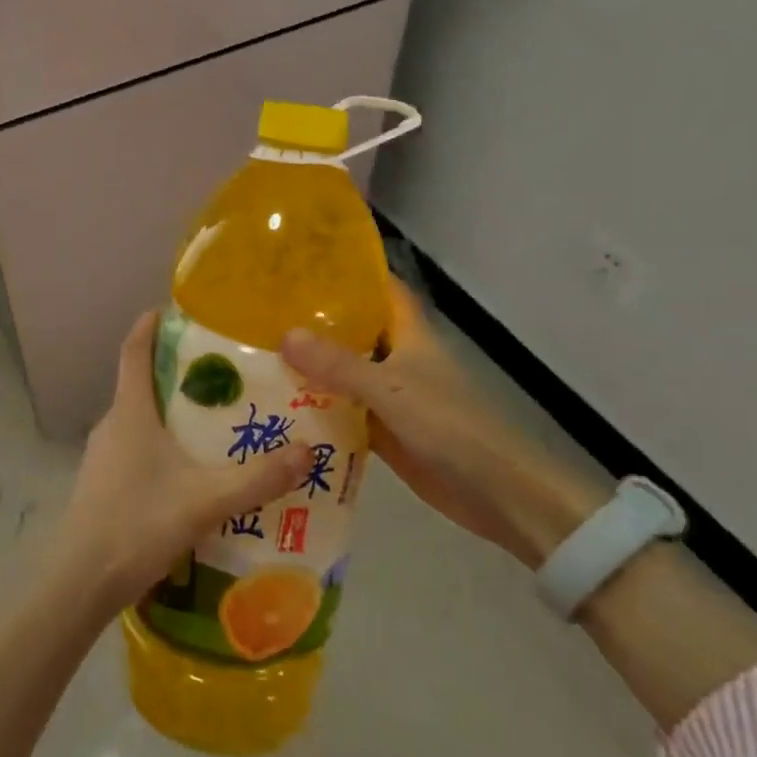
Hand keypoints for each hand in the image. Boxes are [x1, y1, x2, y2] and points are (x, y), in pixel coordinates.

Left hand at [55, 312, 312, 617]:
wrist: (80, 581)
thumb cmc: (138, 523)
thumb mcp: (205, 501)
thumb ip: (257, 478)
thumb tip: (307, 451)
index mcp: (130, 411)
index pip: (133, 350)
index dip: (148, 325)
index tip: (171, 308)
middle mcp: (112, 424)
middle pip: (140, 382)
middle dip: (174, 371)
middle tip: (219, 370)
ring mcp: (103, 455)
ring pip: (138, 418)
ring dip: (169, 411)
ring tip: (212, 419)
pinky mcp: (102, 483)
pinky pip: (134, 447)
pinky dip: (160, 443)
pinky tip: (187, 470)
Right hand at [281, 278, 608, 568]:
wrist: (498, 494)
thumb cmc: (450, 426)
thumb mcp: (390, 389)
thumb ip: (338, 365)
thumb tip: (284, 335)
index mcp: (410, 335)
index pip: (382, 289)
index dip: (352, 273)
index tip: (306, 262)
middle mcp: (399, 359)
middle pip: (355, 331)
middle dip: (316, 321)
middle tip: (263, 311)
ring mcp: (391, 397)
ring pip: (345, 373)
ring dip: (312, 367)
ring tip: (258, 353)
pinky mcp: (386, 432)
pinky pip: (345, 412)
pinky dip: (319, 408)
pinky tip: (279, 405)